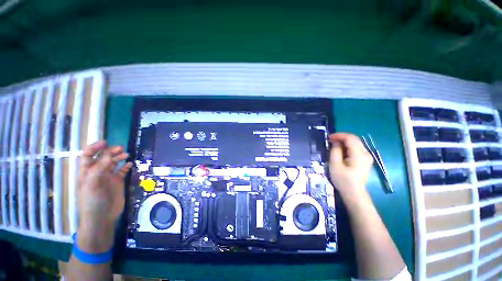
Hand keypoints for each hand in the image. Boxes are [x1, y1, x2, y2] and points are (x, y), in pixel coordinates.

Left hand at [76, 141, 132, 232]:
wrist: (101, 217)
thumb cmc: (92, 201)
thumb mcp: (93, 183)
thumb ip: (100, 168)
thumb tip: (110, 154)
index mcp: (86, 172)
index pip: (87, 155)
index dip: (94, 148)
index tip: (105, 142)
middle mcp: (97, 173)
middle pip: (102, 158)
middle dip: (110, 151)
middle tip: (120, 149)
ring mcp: (108, 177)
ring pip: (113, 163)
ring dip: (119, 158)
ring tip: (126, 155)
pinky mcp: (117, 182)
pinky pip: (122, 171)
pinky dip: (126, 167)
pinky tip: (130, 164)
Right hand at [329, 133, 373, 197]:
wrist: (354, 193)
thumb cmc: (343, 180)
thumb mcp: (335, 165)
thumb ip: (335, 151)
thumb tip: (336, 142)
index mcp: (359, 155)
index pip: (350, 138)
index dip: (339, 135)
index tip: (329, 138)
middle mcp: (366, 153)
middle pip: (354, 139)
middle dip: (341, 138)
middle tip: (330, 141)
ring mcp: (367, 157)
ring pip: (355, 143)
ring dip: (344, 142)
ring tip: (333, 145)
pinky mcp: (365, 160)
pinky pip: (356, 148)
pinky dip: (347, 147)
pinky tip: (340, 151)